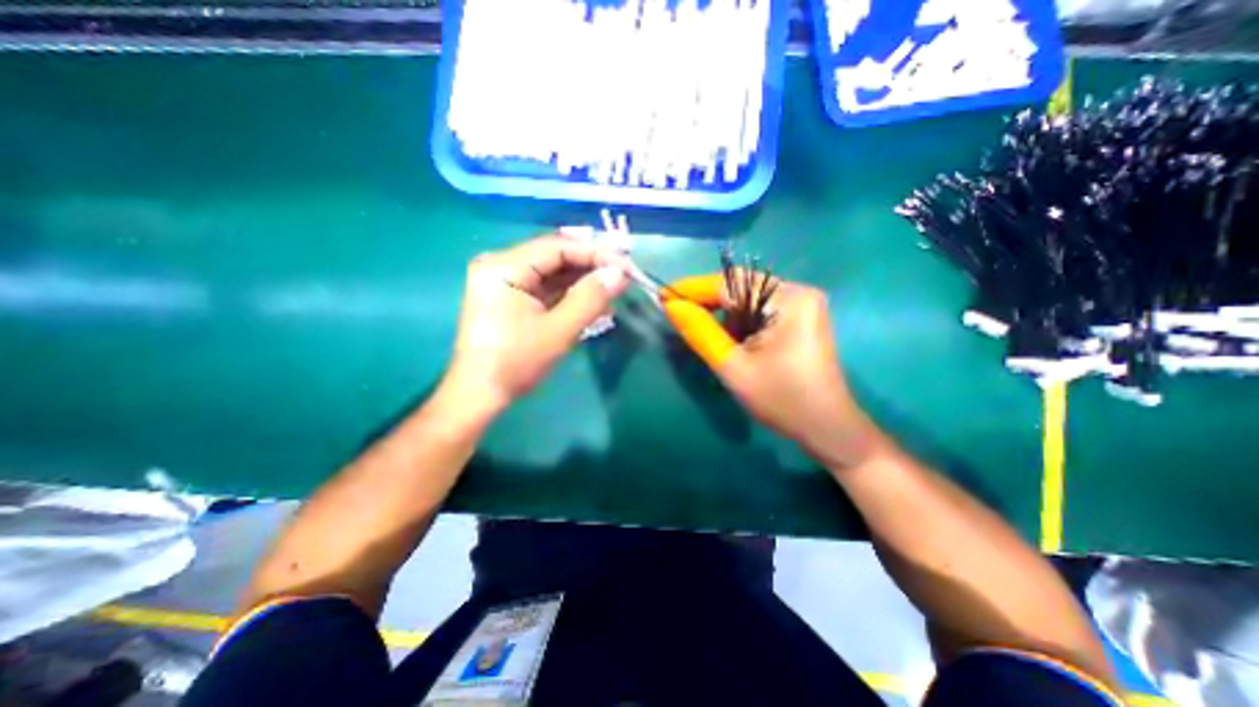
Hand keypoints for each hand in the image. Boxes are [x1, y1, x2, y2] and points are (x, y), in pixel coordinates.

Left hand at [446, 238, 635, 413]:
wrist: (480, 395)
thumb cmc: (516, 363)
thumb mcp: (559, 330)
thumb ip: (591, 298)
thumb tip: (620, 273)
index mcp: (505, 266)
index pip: (558, 247)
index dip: (596, 253)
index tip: (627, 265)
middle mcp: (501, 264)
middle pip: (555, 256)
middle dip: (591, 265)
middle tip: (624, 275)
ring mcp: (504, 280)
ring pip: (552, 271)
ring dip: (583, 279)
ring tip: (614, 287)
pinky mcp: (510, 297)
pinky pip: (546, 286)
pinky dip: (569, 292)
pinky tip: (593, 298)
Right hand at [668, 277, 883, 467]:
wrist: (827, 428)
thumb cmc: (781, 400)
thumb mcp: (733, 367)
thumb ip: (700, 333)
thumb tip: (672, 306)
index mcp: (788, 300)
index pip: (729, 284)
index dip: (693, 289)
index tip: (663, 296)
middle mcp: (799, 292)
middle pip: (741, 287)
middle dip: (708, 301)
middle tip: (677, 313)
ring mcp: (804, 305)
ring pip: (749, 298)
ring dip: (724, 312)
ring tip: (702, 330)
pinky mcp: (802, 318)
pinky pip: (761, 309)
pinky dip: (740, 320)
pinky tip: (729, 337)